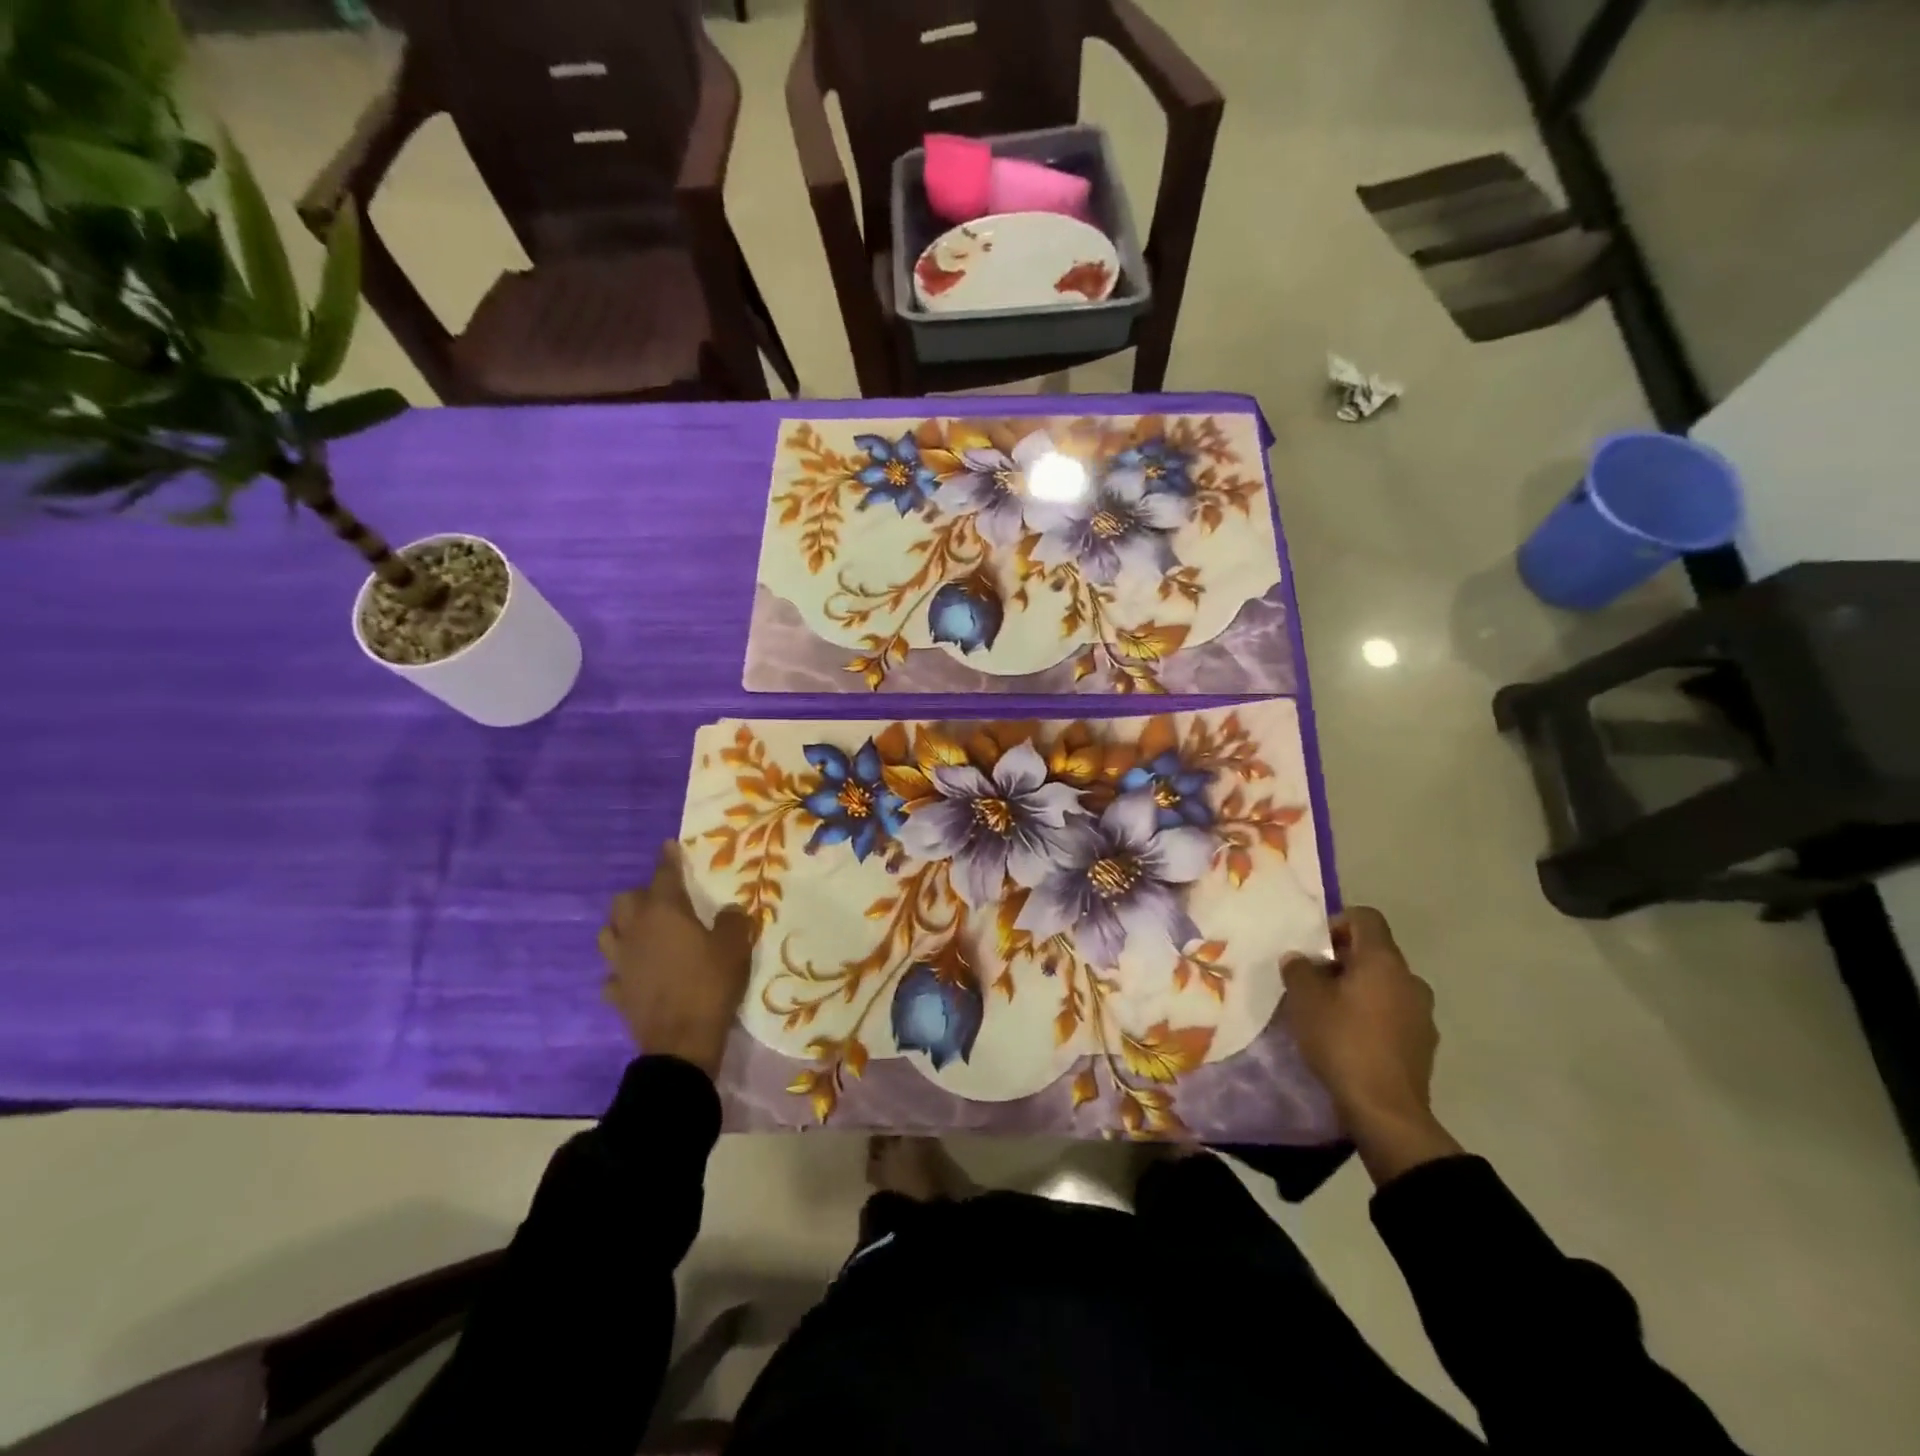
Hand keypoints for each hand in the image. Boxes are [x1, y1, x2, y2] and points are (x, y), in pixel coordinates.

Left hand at [598, 843, 753, 1077]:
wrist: (681, 1042)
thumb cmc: (710, 984)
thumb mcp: (734, 947)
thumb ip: (732, 922)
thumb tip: (728, 911)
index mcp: (664, 912)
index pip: (664, 874)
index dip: (668, 859)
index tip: (669, 846)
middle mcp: (635, 931)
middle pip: (625, 900)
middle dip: (641, 895)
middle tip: (664, 901)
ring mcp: (620, 962)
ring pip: (609, 933)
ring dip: (624, 928)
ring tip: (644, 933)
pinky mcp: (617, 992)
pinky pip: (614, 972)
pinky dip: (624, 968)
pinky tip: (638, 973)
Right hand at [1281, 907, 1460, 1184]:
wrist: (1385, 1110)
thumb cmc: (1342, 1041)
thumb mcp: (1305, 1000)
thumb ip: (1299, 969)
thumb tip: (1299, 959)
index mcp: (1383, 960)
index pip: (1366, 918)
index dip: (1337, 923)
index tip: (1314, 947)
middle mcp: (1410, 979)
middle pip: (1375, 952)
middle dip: (1342, 960)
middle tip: (1312, 980)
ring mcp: (1422, 1012)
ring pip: (1385, 984)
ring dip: (1358, 989)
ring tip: (1329, 1011)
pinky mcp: (1424, 1043)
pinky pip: (1394, 1013)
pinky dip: (1373, 1015)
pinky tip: (1350, 1038)